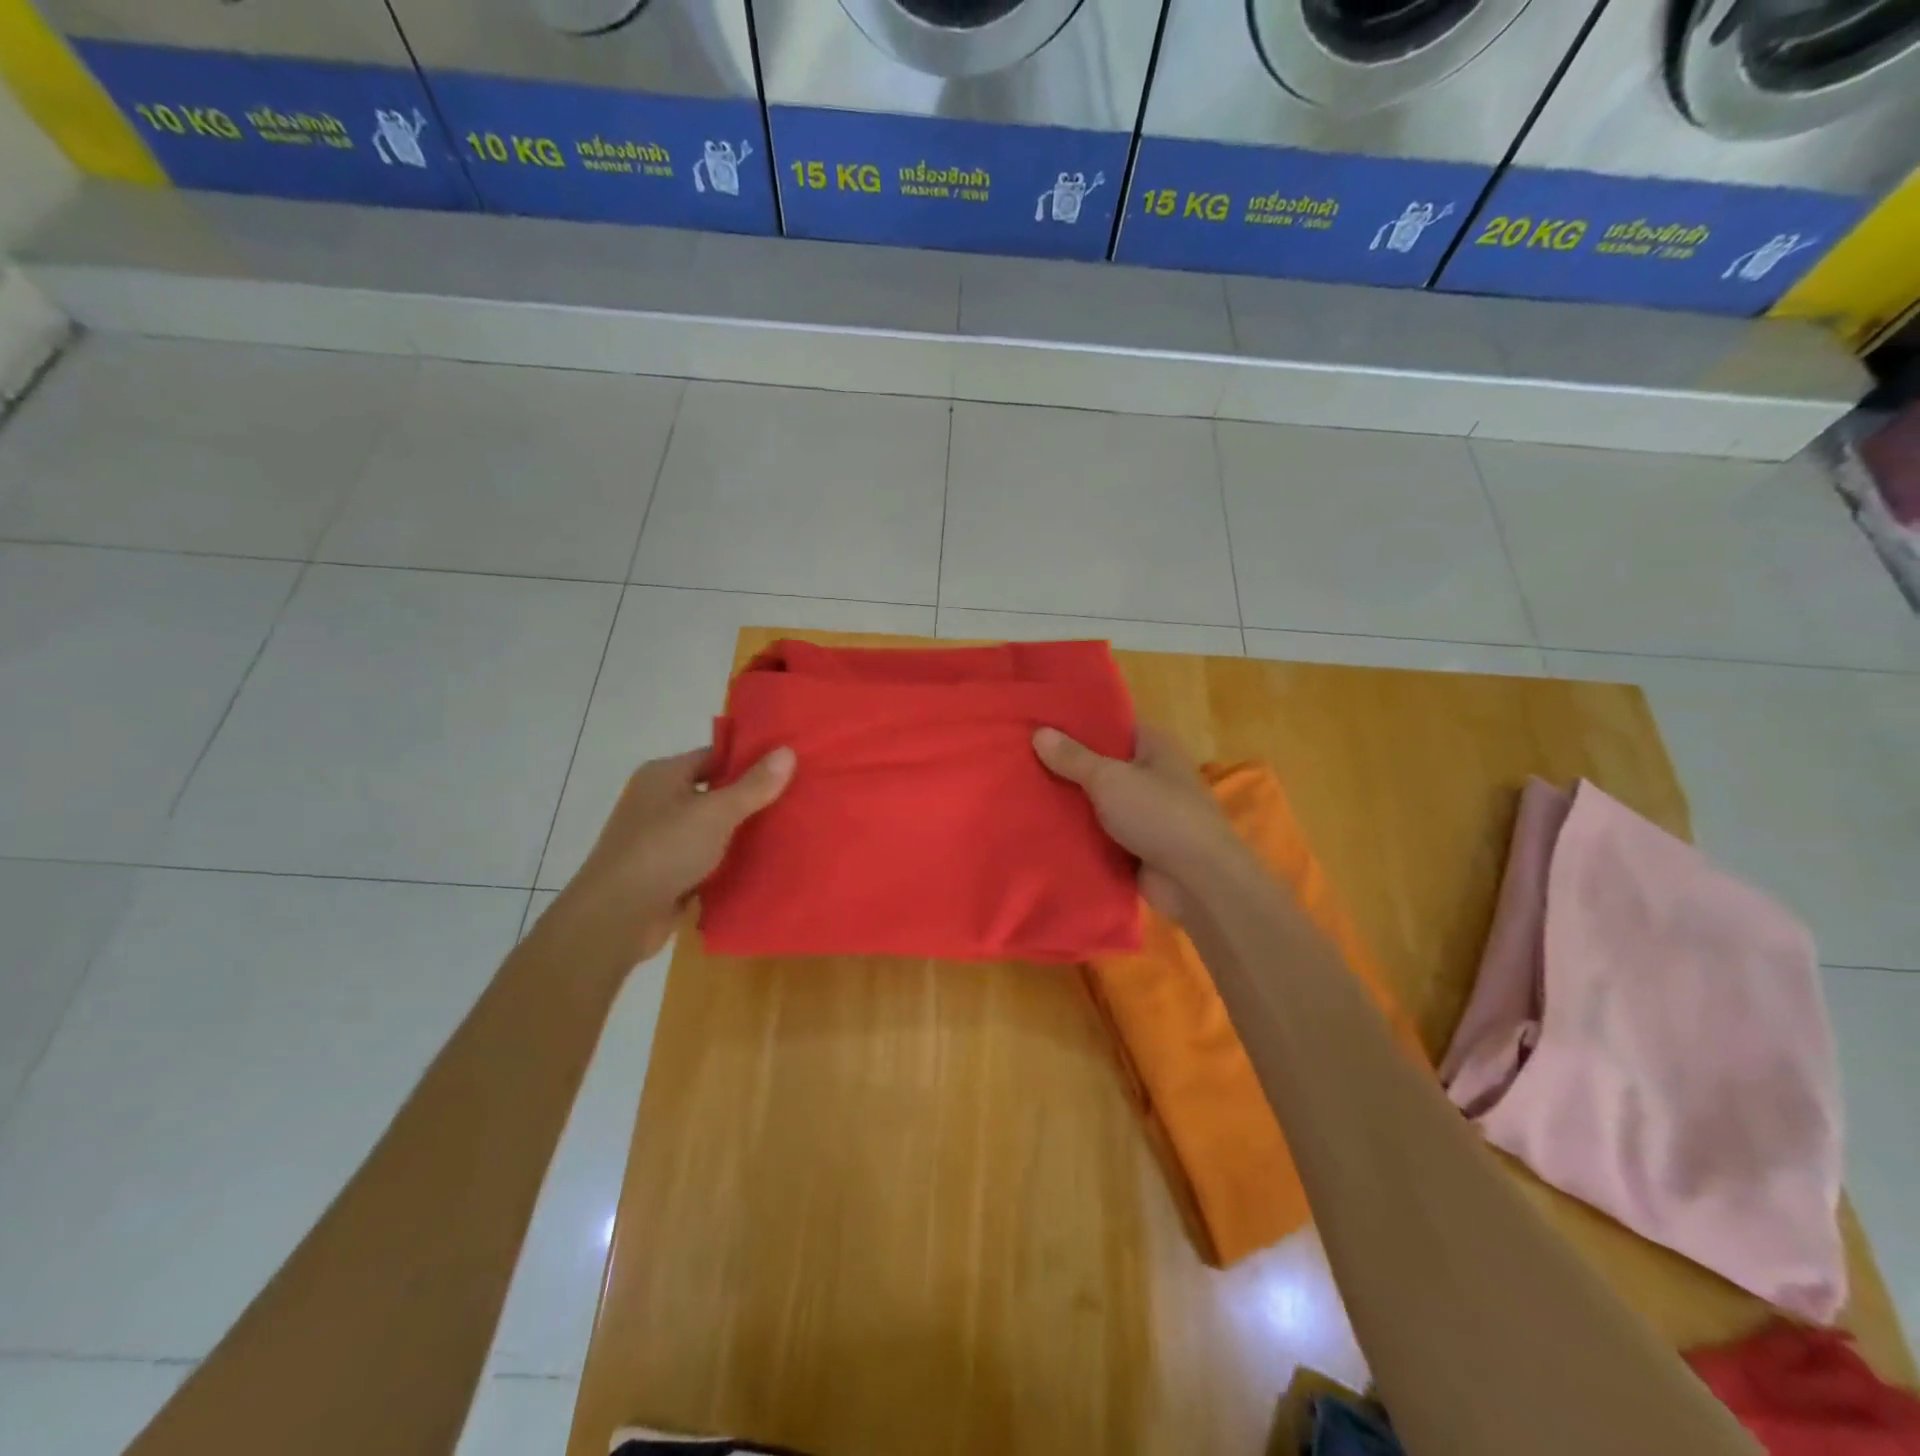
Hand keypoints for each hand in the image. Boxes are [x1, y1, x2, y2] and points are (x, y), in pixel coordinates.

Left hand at [547, 746, 794, 969]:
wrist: (617, 917)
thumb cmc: (664, 850)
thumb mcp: (716, 813)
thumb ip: (753, 785)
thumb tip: (788, 750)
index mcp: (663, 775)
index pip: (715, 756)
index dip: (750, 760)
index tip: (789, 766)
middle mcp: (659, 801)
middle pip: (715, 792)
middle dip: (752, 798)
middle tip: (797, 798)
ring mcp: (661, 838)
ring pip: (712, 828)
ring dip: (742, 832)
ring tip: (788, 830)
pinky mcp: (666, 872)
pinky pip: (706, 858)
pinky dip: (729, 861)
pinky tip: (763, 863)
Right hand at [1033, 725, 1244, 918]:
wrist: (1197, 881)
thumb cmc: (1158, 814)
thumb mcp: (1109, 779)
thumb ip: (1073, 758)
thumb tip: (1039, 731)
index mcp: (1154, 746)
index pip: (1111, 726)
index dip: (1077, 724)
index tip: (1038, 723)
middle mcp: (1151, 775)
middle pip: (1100, 764)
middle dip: (1065, 766)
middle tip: (1019, 759)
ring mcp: (1144, 812)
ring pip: (1097, 801)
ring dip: (1068, 803)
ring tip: (1020, 792)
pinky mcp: (1136, 845)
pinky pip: (1099, 833)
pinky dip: (1077, 833)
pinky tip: (1040, 828)